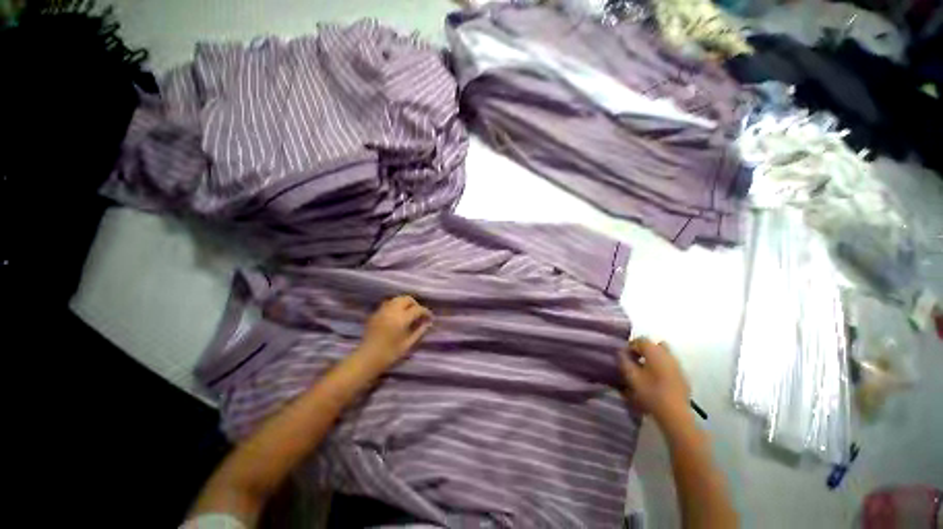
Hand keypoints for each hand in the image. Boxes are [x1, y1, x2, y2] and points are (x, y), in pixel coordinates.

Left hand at [358, 295, 432, 368]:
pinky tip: (397, 316)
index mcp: (401, 319)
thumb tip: (428, 323)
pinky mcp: (375, 313)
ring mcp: (382, 310)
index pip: (417, 309)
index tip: (430, 318)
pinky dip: (396, 306)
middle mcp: (392, 311)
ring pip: (397, 299)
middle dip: (415, 304)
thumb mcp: (408, 344)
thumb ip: (419, 331)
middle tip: (419, 314)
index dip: (426, 312)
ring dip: (405, 303)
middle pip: (407, 299)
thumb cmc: (389, 354)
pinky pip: (388, 304)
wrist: (366, 359)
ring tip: (409, 313)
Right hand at [619, 337, 690, 425]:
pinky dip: (661, 367)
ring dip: (652, 359)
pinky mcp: (682, 377)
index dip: (630, 346)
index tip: (623, 357)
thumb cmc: (650, 393)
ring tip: (643, 371)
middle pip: (654, 345)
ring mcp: (677, 365)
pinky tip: (655, 380)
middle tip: (634, 361)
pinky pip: (669, 365)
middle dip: (643, 351)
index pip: (640, 340)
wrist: (675, 414)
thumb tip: (620, 352)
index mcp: (655, 351)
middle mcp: (668, 354)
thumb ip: (624, 361)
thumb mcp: (631, 376)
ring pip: (663, 355)